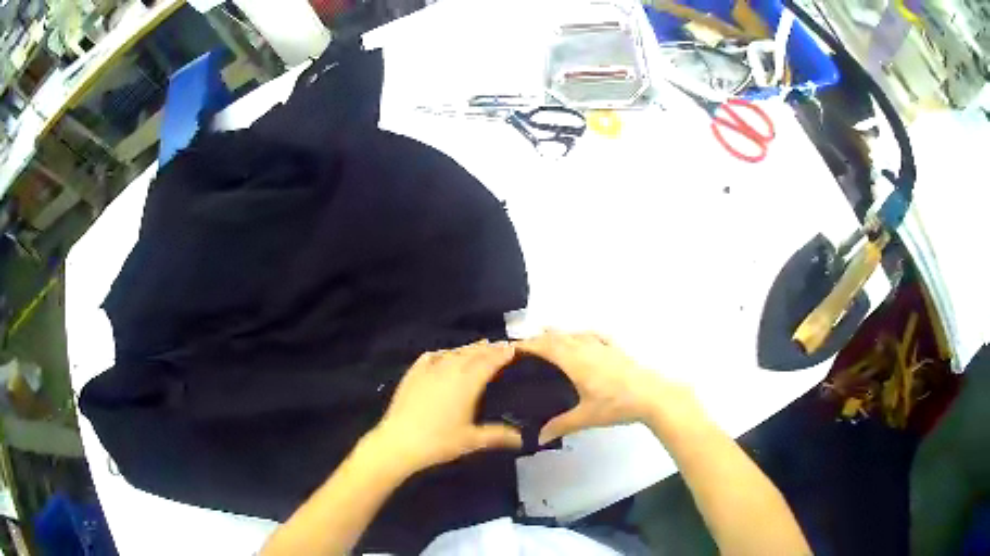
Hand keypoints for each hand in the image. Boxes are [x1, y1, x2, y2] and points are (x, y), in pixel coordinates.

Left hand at [366, 340, 522, 475]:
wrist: (399, 442)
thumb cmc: (439, 442)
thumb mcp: (472, 440)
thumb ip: (498, 436)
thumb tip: (521, 439)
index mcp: (467, 383)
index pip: (489, 362)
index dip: (502, 354)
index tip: (513, 348)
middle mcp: (449, 370)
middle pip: (472, 353)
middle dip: (488, 348)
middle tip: (500, 345)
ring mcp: (429, 370)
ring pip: (453, 353)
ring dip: (468, 348)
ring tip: (479, 346)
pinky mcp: (413, 374)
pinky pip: (431, 357)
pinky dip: (443, 353)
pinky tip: (444, 355)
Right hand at [518, 330, 699, 443]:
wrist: (652, 396)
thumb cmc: (616, 405)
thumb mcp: (586, 418)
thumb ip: (560, 426)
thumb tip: (537, 439)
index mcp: (575, 361)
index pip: (546, 346)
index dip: (529, 344)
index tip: (513, 347)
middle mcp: (586, 348)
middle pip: (559, 336)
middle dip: (540, 338)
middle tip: (525, 347)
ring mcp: (603, 347)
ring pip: (575, 334)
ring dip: (559, 334)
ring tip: (548, 338)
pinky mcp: (616, 349)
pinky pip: (594, 335)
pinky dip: (582, 334)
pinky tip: (584, 338)